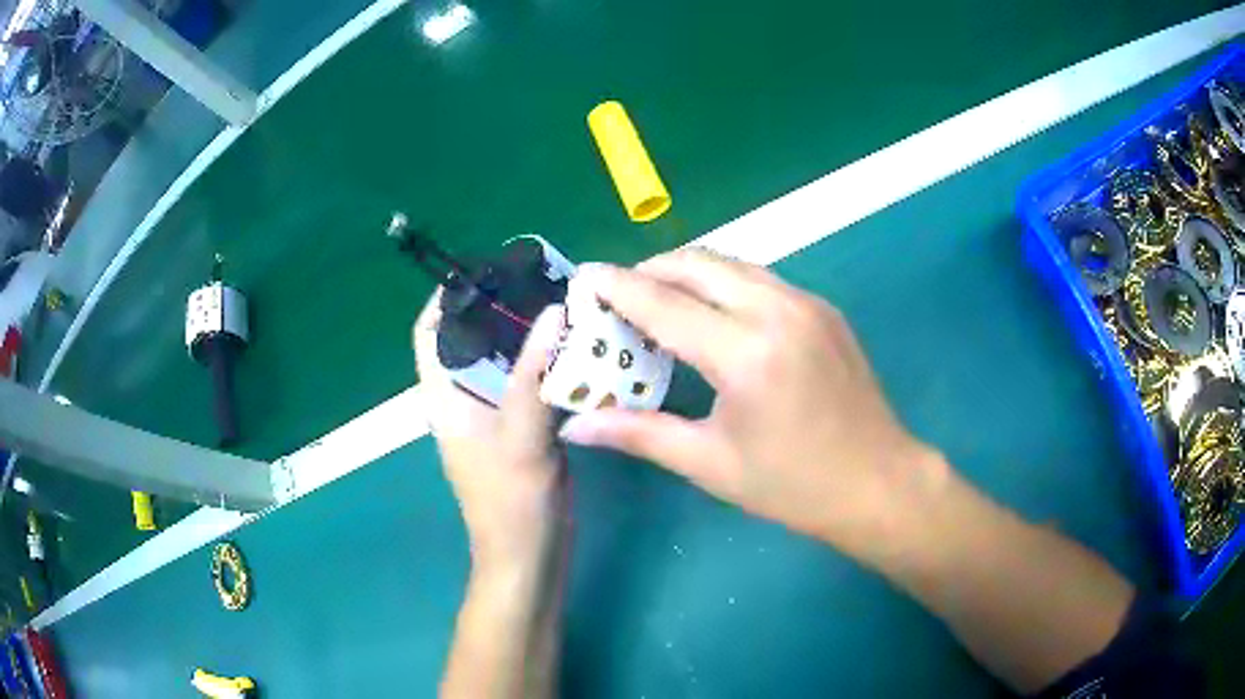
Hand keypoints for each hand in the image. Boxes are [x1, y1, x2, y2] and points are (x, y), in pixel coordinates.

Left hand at [414, 290, 568, 572]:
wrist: (528, 556)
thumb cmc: (512, 503)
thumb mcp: (521, 437)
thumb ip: (533, 375)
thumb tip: (554, 310)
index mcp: (445, 396)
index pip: (430, 332)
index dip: (448, 296)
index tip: (488, 268)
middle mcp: (463, 397)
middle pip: (471, 338)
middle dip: (500, 307)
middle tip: (543, 279)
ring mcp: (492, 412)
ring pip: (503, 358)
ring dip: (529, 333)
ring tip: (565, 303)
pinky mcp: (519, 426)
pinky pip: (527, 381)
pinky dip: (547, 362)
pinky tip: (578, 348)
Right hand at [558, 249, 946, 553]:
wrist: (878, 482)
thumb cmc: (792, 485)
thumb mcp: (710, 463)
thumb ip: (638, 433)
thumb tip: (573, 427)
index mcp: (745, 353)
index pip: (663, 303)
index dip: (616, 287)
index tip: (583, 276)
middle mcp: (777, 310)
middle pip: (697, 262)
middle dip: (650, 269)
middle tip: (618, 295)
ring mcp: (806, 302)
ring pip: (731, 263)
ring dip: (687, 272)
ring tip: (659, 302)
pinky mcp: (823, 307)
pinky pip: (760, 278)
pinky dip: (723, 283)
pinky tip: (712, 314)